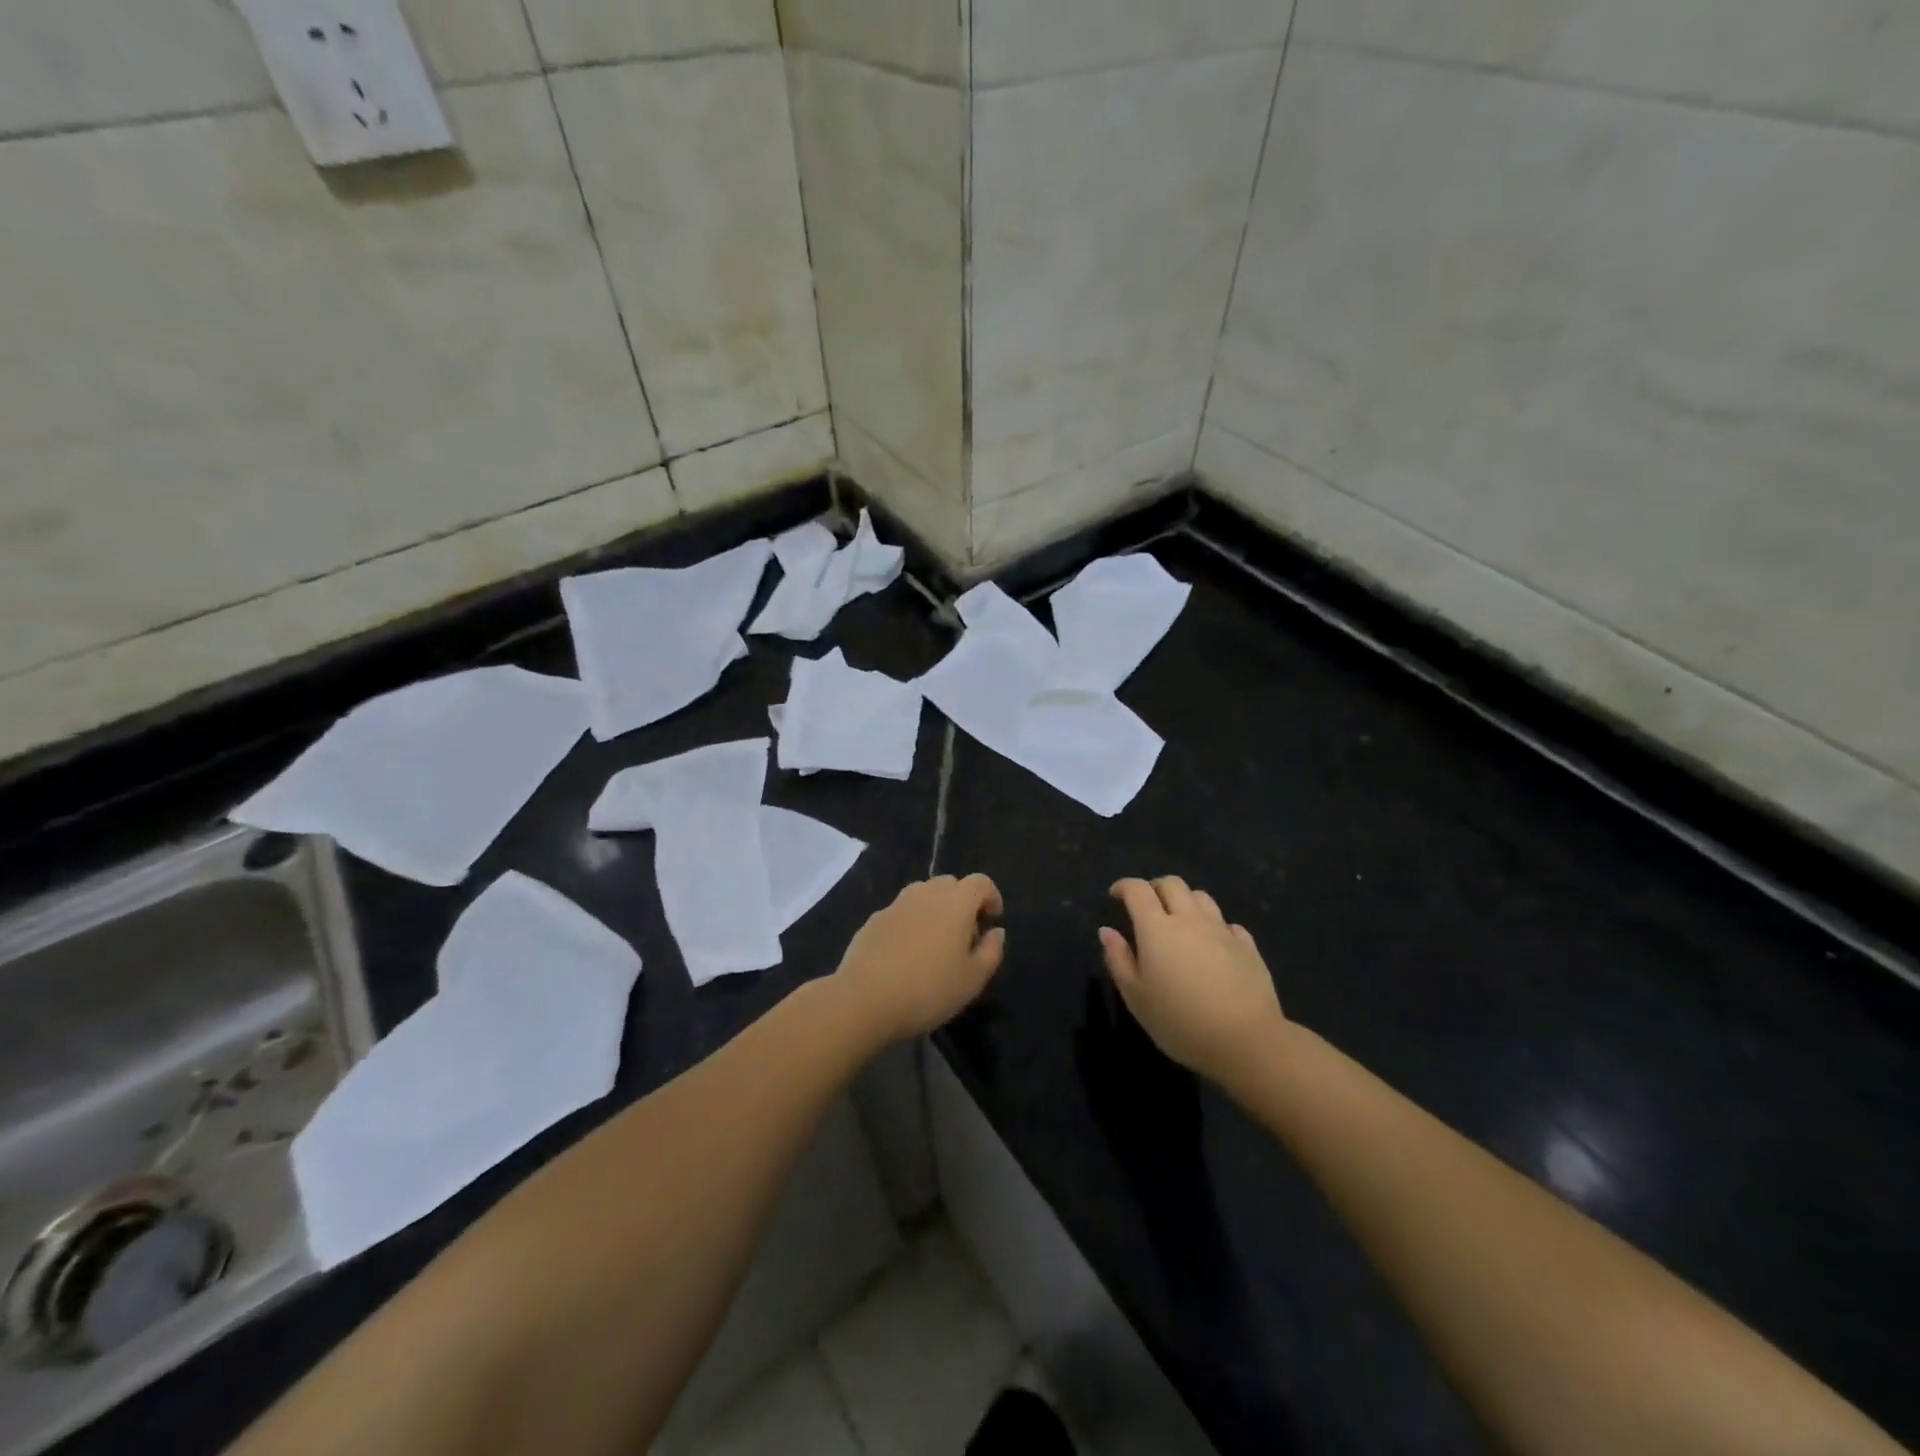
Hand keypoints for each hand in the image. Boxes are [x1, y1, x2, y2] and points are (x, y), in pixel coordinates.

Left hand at [835, 874, 1005, 1040]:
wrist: (865, 999)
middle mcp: (926, 894)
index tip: (992, 919)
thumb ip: (991, 951)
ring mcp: (896, 904)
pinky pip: (901, 911)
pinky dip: (911, 921)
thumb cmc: (929, 990)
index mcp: (956, 903)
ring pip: (922, 893)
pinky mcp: (874, 919)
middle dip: (962, 901)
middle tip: (964, 933)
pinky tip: (906, 952)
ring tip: (935, 942)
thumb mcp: (973, 979)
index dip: (991, 896)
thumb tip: (996, 932)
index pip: (980, 882)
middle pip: (950, 883)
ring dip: (935, 908)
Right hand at [1098, 877, 1285, 1083]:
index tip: (1116, 895)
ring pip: (1201, 897)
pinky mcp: (1247, 947)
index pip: (1138, 890)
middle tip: (1147, 906)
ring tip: (1179, 921)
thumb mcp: (1136, 997)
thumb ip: (1118, 959)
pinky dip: (1214, 926)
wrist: (1246, 1041)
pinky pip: (1227, 923)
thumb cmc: (1180, 1022)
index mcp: (1157, 928)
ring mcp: (1222, 930)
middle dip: (1155, 888)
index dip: (1124, 886)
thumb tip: (1106, 931)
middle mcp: (1190, 920)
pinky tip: (1213, 944)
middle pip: (1172, 884)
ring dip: (1186, 901)